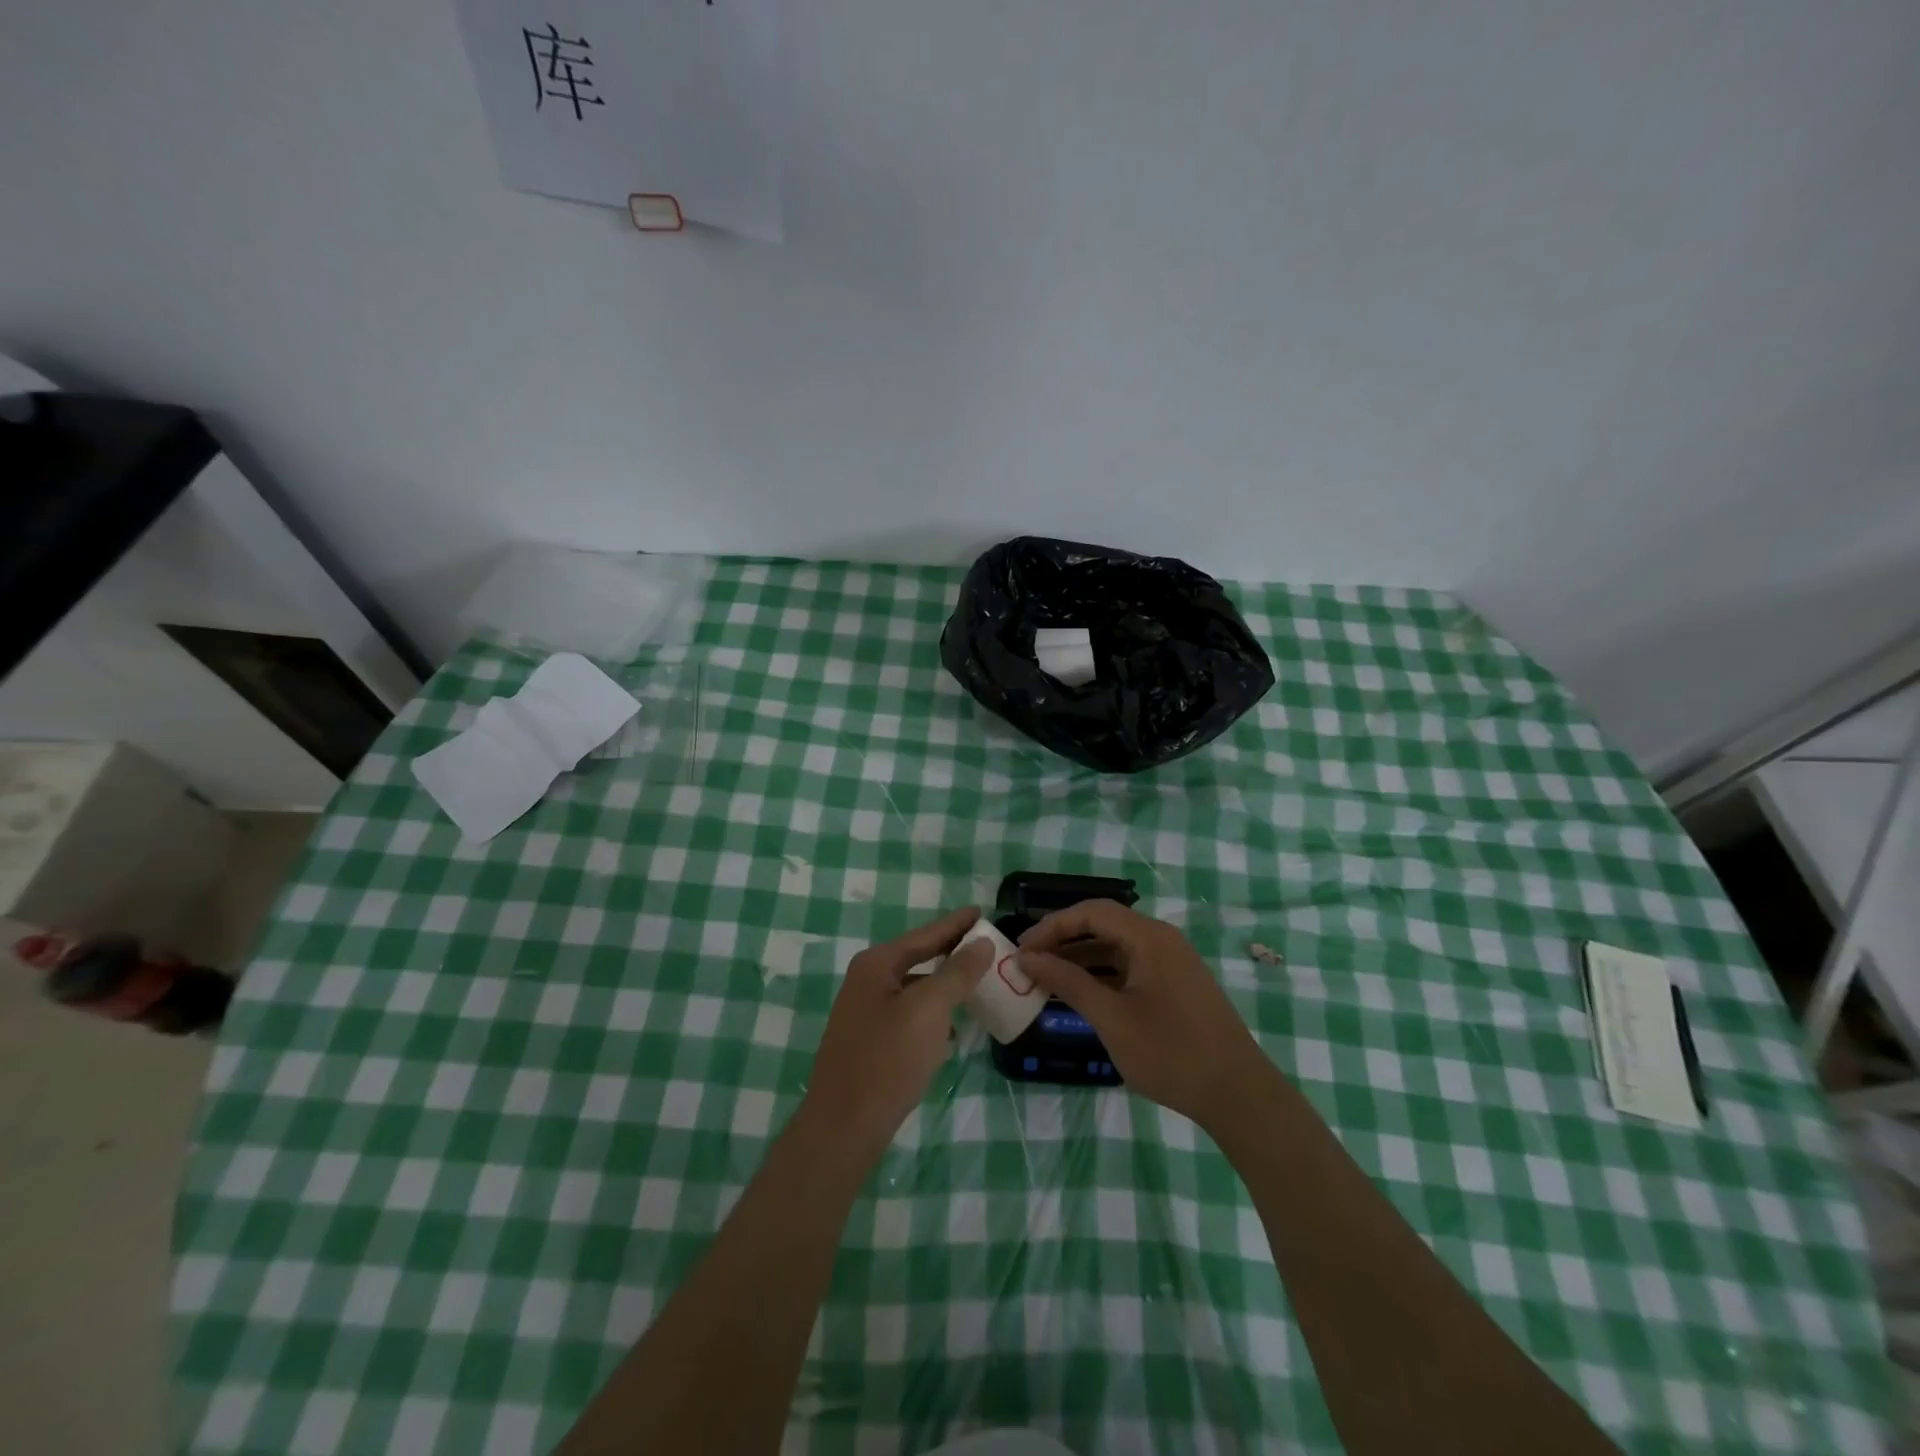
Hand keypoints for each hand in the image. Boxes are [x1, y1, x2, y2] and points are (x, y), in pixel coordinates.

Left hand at [797, 907, 993, 1159]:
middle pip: (917, 957)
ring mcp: (865, 1013)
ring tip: (976, 983)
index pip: (925, 934)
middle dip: (951, 952)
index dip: (955, 924)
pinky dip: (932, 1014)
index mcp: (876, 965)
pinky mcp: (870, 1043)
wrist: (844, 1126)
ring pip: (914, 988)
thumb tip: (981, 942)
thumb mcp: (929, 1009)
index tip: (981, 912)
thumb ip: (956, 972)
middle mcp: (867, 981)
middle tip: (985, 945)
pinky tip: (952, 1028)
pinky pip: (909, 1015)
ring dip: (943, 984)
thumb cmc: (888, 1059)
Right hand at [1018, 900, 1273, 1133]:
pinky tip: (1081, 995)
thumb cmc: (1171, 1053)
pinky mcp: (1176, 985)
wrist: (1239, 1095)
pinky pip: (1131, 967)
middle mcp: (1162, 939)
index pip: (1091, 911)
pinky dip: (1102, 975)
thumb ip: (1068, 981)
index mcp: (1149, 937)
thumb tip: (1027, 958)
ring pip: (1116, 947)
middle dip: (1064, 941)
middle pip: (1104, 925)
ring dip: (1081, 959)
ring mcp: (1172, 962)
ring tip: (1047, 980)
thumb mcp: (1112, 1018)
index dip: (1053, 926)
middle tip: (1029, 963)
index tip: (1023, 949)